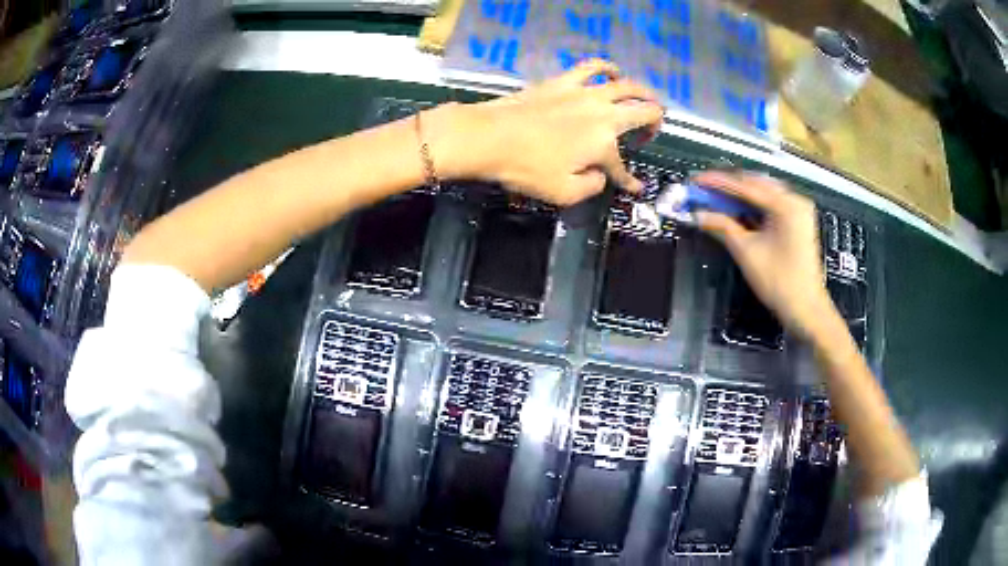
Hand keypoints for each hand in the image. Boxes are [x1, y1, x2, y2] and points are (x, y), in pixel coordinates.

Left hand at [428, 59, 664, 205]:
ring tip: (646, 99)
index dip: (629, 181)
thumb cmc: (526, 168)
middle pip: (644, 111)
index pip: (623, 167)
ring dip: (643, 93)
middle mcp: (603, 113)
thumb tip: (601, 175)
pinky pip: (593, 66)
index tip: (634, 187)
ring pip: (627, 84)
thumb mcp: (564, 192)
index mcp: (604, 143)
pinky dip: (609, 68)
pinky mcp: (564, 81)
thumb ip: (592, 185)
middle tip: (650, 133)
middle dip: (654, 124)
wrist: (489, 137)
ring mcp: (585, 92)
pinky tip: (613, 72)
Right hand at [694, 171, 839, 340]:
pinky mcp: (798, 221)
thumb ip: (722, 226)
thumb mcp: (746, 252)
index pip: (745, 186)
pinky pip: (771, 204)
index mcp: (785, 204)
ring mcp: (798, 209)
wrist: (806, 309)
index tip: (694, 180)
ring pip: (763, 193)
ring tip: (715, 197)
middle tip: (703, 190)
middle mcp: (794, 199)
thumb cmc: (778, 282)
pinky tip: (737, 209)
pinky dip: (753, 206)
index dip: (717, 182)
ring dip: (739, 195)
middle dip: (728, 186)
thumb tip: (697, 214)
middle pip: (755, 184)